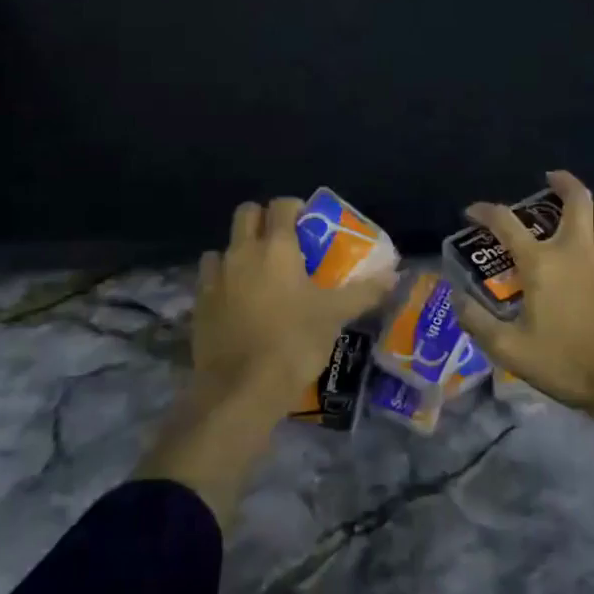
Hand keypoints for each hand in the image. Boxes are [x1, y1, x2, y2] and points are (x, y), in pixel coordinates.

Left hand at [192, 196, 395, 411]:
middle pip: (246, 214)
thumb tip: (394, 275)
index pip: (281, 205)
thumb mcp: (335, 316)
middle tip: (284, 242)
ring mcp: (215, 276)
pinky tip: (237, 301)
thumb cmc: (294, 342)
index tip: (309, 224)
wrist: (242, 388)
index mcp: (276, 247)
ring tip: (258, 274)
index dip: (295, 208)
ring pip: (224, 246)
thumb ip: (364, 292)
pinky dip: (222, 280)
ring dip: (239, 251)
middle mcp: (242, 252)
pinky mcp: (199, 303)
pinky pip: (210, 278)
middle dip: (263, 220)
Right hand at [452, 170, 593, 415]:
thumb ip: (478, 323)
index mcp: (542, 263)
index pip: (506, 222)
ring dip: (589, 204)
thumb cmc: (569, 362)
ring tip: (578, 211)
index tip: (473, 212)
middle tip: (549, 181)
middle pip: (576, 197)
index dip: (484, 211)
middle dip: (562, 181)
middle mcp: (576, 247)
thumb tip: (456, 299)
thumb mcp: (511, 351)